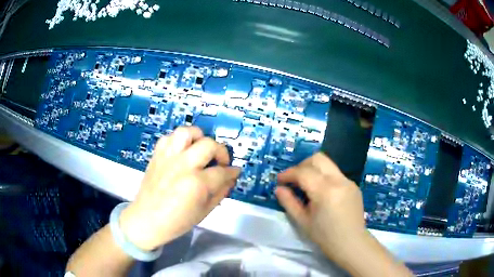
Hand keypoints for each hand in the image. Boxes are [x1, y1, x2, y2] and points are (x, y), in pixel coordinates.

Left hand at [119, 126, 240, 250]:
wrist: (147, 219)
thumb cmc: (177, 221)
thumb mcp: (205, 211)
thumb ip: (221, 192)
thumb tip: (231, 178)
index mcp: (196, 184)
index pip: (222, 171)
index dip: (232, 171)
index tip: (235, 171)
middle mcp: (182, 165)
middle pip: (209, 145)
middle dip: (221, 152)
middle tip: (220, 163)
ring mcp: (168, 158)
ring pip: (187, 132)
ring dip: (199, 138)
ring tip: (200, 150)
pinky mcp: (157, 155)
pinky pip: (169, 137)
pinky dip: (179, 141)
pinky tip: (182, 152)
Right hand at [276, 152, 367, 263]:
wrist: (351, 243)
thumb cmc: (325, 236)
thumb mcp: (303, 221)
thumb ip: (289, 202)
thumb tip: (279, 189)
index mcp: (325, 191)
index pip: (303, 172)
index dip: (288, 174)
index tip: (279, 180)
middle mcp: (339, 180)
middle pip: (318, 159)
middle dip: (302, 165)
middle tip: (294, 180)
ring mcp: (348, 181)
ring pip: (328, 164)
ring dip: (313, 169)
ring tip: (306, 186)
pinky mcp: (353, 185)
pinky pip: (336, 174)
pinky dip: (324, 177)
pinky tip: (322, 193)